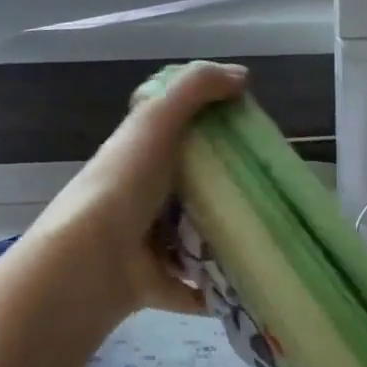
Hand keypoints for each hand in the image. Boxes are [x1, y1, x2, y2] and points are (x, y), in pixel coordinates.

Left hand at [31, 60, 245, 320]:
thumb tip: (243, 77)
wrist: (93, 259)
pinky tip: (254, 280)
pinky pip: (196, 287)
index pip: (174, 138)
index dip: (208, 133)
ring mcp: (147, 245)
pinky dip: (219, 289)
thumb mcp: (157, 121)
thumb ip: (196, 89)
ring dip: (226, 240)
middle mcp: (141, 199)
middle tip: (271, 189)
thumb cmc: (126, 184)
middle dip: (227, 191)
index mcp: (139, 158)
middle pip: (191, 189)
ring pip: (196, 239)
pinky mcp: (158, 284)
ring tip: (273, 234)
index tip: (248, 137)